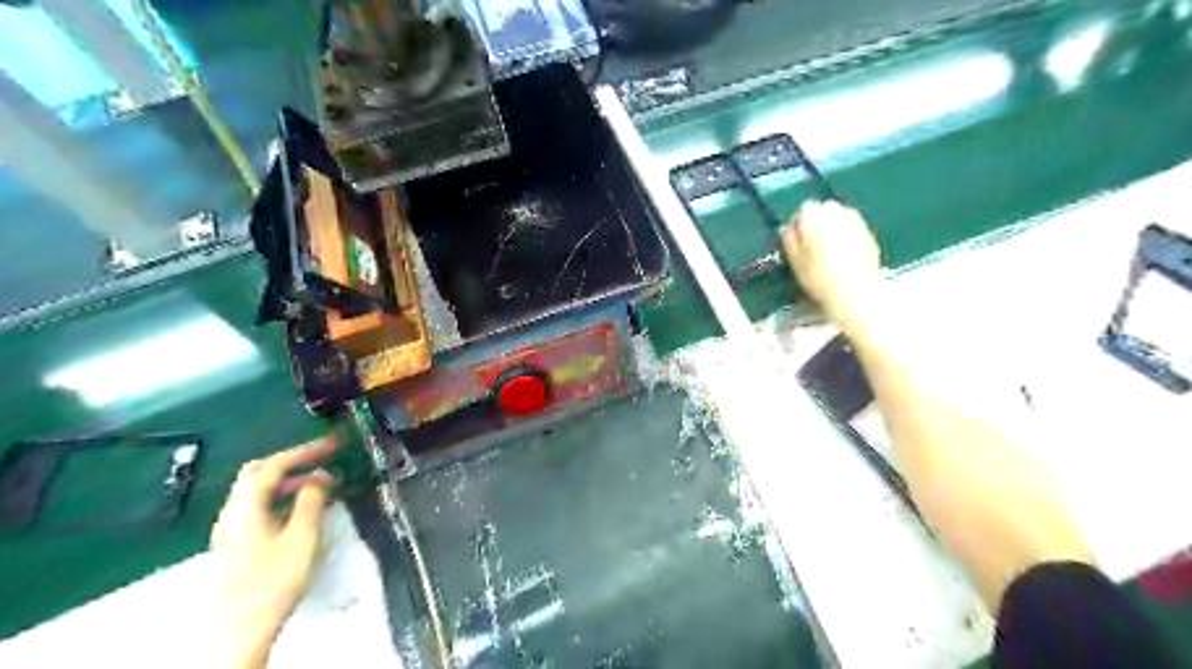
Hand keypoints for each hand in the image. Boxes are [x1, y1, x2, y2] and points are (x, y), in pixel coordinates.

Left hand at [209, 438, 334, 668]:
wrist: (241, 626)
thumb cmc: (274, 578)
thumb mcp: (302, 535)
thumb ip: (312, 500)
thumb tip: (321, 476)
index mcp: (246, 506)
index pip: (274, 465)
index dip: (304, 451)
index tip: (332, 445)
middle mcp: (233, 512)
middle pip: (258, 473)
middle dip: (292, 461)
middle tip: (321, 458)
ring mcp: (232, 528)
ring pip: (257, 491)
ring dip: (288, 480)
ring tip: (319, 483)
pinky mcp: (237, 543)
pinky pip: (259, 506)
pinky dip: (281, 497)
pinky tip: (301, 509)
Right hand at [785, 199, 881, 335]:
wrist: (855, 292)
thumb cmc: (819, 280)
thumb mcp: (796, 263)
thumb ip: (789, 241)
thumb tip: (786, 228)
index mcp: (814, 221)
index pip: (806, 208)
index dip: (801, 221)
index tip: (799, 238)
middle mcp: (835, 215)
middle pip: (825, 206)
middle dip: (819, 217)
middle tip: (815, 239)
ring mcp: (854, 223)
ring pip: (842, 212)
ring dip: (835, 220)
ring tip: (831, 241)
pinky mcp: (868, 232)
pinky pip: (855, 222)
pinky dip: (849, 228)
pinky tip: (846, 245)